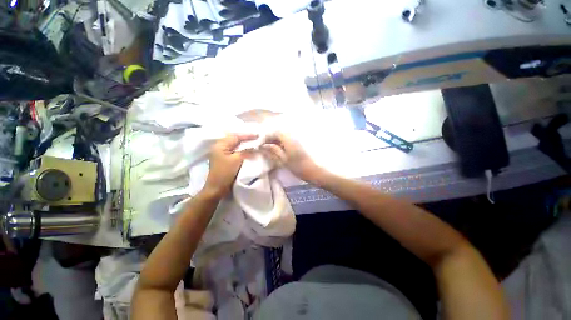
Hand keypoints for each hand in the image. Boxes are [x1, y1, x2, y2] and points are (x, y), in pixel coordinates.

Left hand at [204, 134, 256, 197]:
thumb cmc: (225, 173)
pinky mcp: (224, 158)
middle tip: (256, 137)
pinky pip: (234, 150)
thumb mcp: (236, 160)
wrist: (217, 188)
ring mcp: (221, 153)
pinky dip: (241, 148)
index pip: (235, 136)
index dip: (247, 135)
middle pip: (234, 139)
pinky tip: (247, 149)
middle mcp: (220, 147)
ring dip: (244, 143)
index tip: (258, 135)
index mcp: (220, 145)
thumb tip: (254, 146)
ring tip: (254, 142)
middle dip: (245, 137)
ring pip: (234, 144)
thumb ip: (246, 151)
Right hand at [261, 132, 319, 181]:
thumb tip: (264, 145)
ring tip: (271, 148)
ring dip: (276, 140)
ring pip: (283, 135)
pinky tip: (280, 149)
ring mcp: (298, 137)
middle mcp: (293, 134)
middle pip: (279, 131)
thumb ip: (273, 151)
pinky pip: (288, 138)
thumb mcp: (283, 160)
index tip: (260, 145)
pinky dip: (282, 142)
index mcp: (288, 138)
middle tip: (265, 146)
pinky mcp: (300, 142)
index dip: (265, 137)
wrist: (316, 170)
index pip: (274, 132)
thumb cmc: (299, 167)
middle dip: (270, 138)